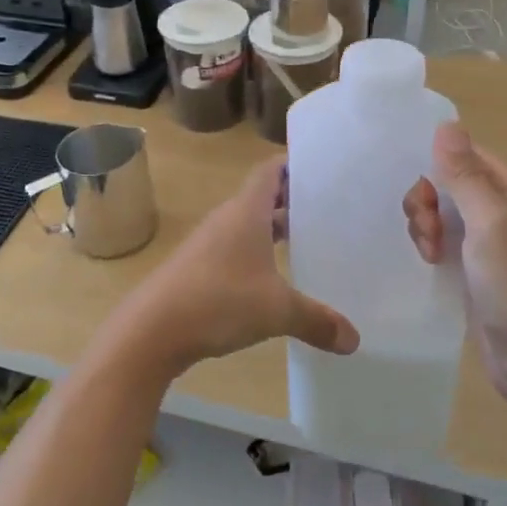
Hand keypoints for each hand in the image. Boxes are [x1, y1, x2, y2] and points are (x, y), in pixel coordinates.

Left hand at [120, 161, 358, 372]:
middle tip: (328, 208)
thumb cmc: (218, 301)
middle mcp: (226, 219)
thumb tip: (354, 340)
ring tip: (307, 241)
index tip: (323, 167)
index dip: (293, 165)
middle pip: (261, 197)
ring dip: (273, 230)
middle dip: (291, 200)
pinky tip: (272, 280)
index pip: (270, 171)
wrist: (152, 329)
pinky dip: (256, 256)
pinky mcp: (197, 268)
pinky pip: (234, 250)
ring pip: (247, 226)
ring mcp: (208, 244)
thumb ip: (316, 321)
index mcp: (245, 212)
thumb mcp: (277, 311)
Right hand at [402, 125, 506, 410]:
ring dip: (427, 225)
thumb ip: (464, 174)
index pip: (466, 155)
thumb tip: (447, 124)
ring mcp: (494, 242)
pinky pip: (447, 242)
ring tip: (430, 253)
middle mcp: (506, 209)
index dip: (438, 168)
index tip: (424, 198)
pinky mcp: (480, 271)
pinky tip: (431, 263)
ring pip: (445, 213)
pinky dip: (433, 246)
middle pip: (451, 183)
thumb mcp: (489, 222)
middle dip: (429, 201)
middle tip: (427, 232)